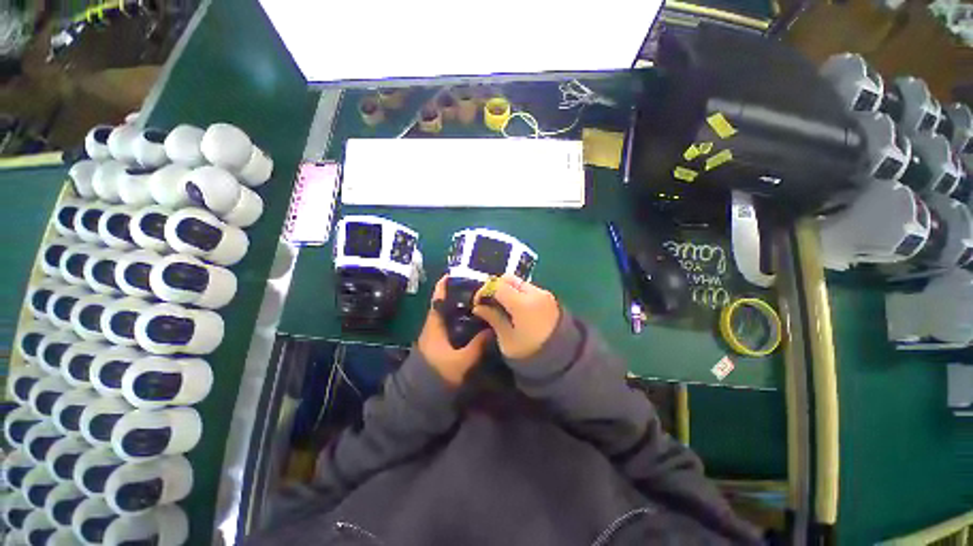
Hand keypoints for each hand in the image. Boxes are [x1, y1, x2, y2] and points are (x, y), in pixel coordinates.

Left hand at [417, 276, 491, 385]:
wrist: (422, 394)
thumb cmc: (439, 373)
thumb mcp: (461, 361)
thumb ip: (477, 346)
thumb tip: (492, 329)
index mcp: (434, 326)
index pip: (437, 300)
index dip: (442, 287)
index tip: (452, 275)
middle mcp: (433, 326)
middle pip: (444, 304)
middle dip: (456, 294)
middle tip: (475, 287)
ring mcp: (435, 334)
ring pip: (447, 314)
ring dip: (459, 306)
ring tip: (477, 300)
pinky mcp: (440, 342)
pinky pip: (450, 324)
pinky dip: (459, 318)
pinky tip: (472, 319)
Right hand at [472, 275, 559, 359]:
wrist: (563, 360)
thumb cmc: (530, 353)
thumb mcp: (507, 339)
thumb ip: (493, 318)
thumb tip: (479, 307)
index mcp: (522, 304)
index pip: (498, 285)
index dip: (484, 291)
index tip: (479, 303)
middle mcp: (534, 293)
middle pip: (509, 278)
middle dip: (496, 287)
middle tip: (490, 302)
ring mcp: (544, 294)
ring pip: (519, 282)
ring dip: (508, 289)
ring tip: (503, 306)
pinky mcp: (550, 298)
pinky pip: (529, 289)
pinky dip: (519, 293)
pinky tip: (516, 308)